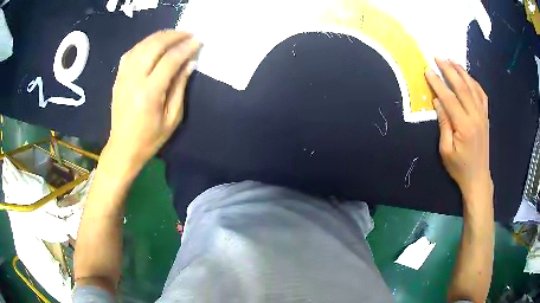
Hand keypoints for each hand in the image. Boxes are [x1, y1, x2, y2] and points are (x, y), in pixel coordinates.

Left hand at [107, 30, 200, 168]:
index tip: (198, 41)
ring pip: (141, 46)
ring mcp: (123, 77)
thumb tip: (189, 63)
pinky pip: (130, 53)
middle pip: (154, 46)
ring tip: (173, 35)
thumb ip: (180, 87)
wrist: (123, 148)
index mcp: (149, 93)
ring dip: (159, 36)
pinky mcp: (118, 78)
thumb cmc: (150, 139)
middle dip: (173, 36)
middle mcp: (134, 80)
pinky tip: (153, 44)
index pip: (170, 60)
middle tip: (187, 34)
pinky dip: (144, 44)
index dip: (186, 47)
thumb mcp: (172, 118)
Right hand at [425, 58, 492, 199]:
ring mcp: (483, 115)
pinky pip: (482, 94)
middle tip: (438, 57)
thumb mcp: (446, 150)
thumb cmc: (459, 167)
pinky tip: (468, 76)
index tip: (428, 70)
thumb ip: (443, 124)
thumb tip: (438, 101)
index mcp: (464, 126)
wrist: (478, 177)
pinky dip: (474, 82)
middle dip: (449, 70)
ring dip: (461, 72)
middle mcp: (475, 117)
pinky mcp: (486, 117)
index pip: (449, 99)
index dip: (438, 83)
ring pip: (472, 87)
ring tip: (451, 60)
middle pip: (462, 87)